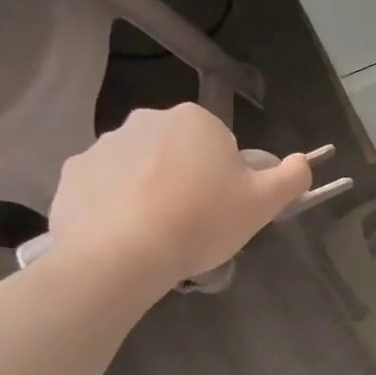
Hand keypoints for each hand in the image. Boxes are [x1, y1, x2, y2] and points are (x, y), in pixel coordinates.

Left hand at [46, 104, 310, 292]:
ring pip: (141, 168)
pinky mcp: (72, 174)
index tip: (224, 207)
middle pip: (179, 152)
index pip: (221, 144)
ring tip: (158, 233)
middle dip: (188, 178)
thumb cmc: (203, 220)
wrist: (121, 254)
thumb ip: (292, 177)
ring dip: (151, 190)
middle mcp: (147, 120)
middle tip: (195, 221)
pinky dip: (116, 205)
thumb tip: (303, 161)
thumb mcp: (264, 203)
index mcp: (195, 120)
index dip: (227, 178)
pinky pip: (105, 187)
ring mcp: (103, 145)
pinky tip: (126, 235)